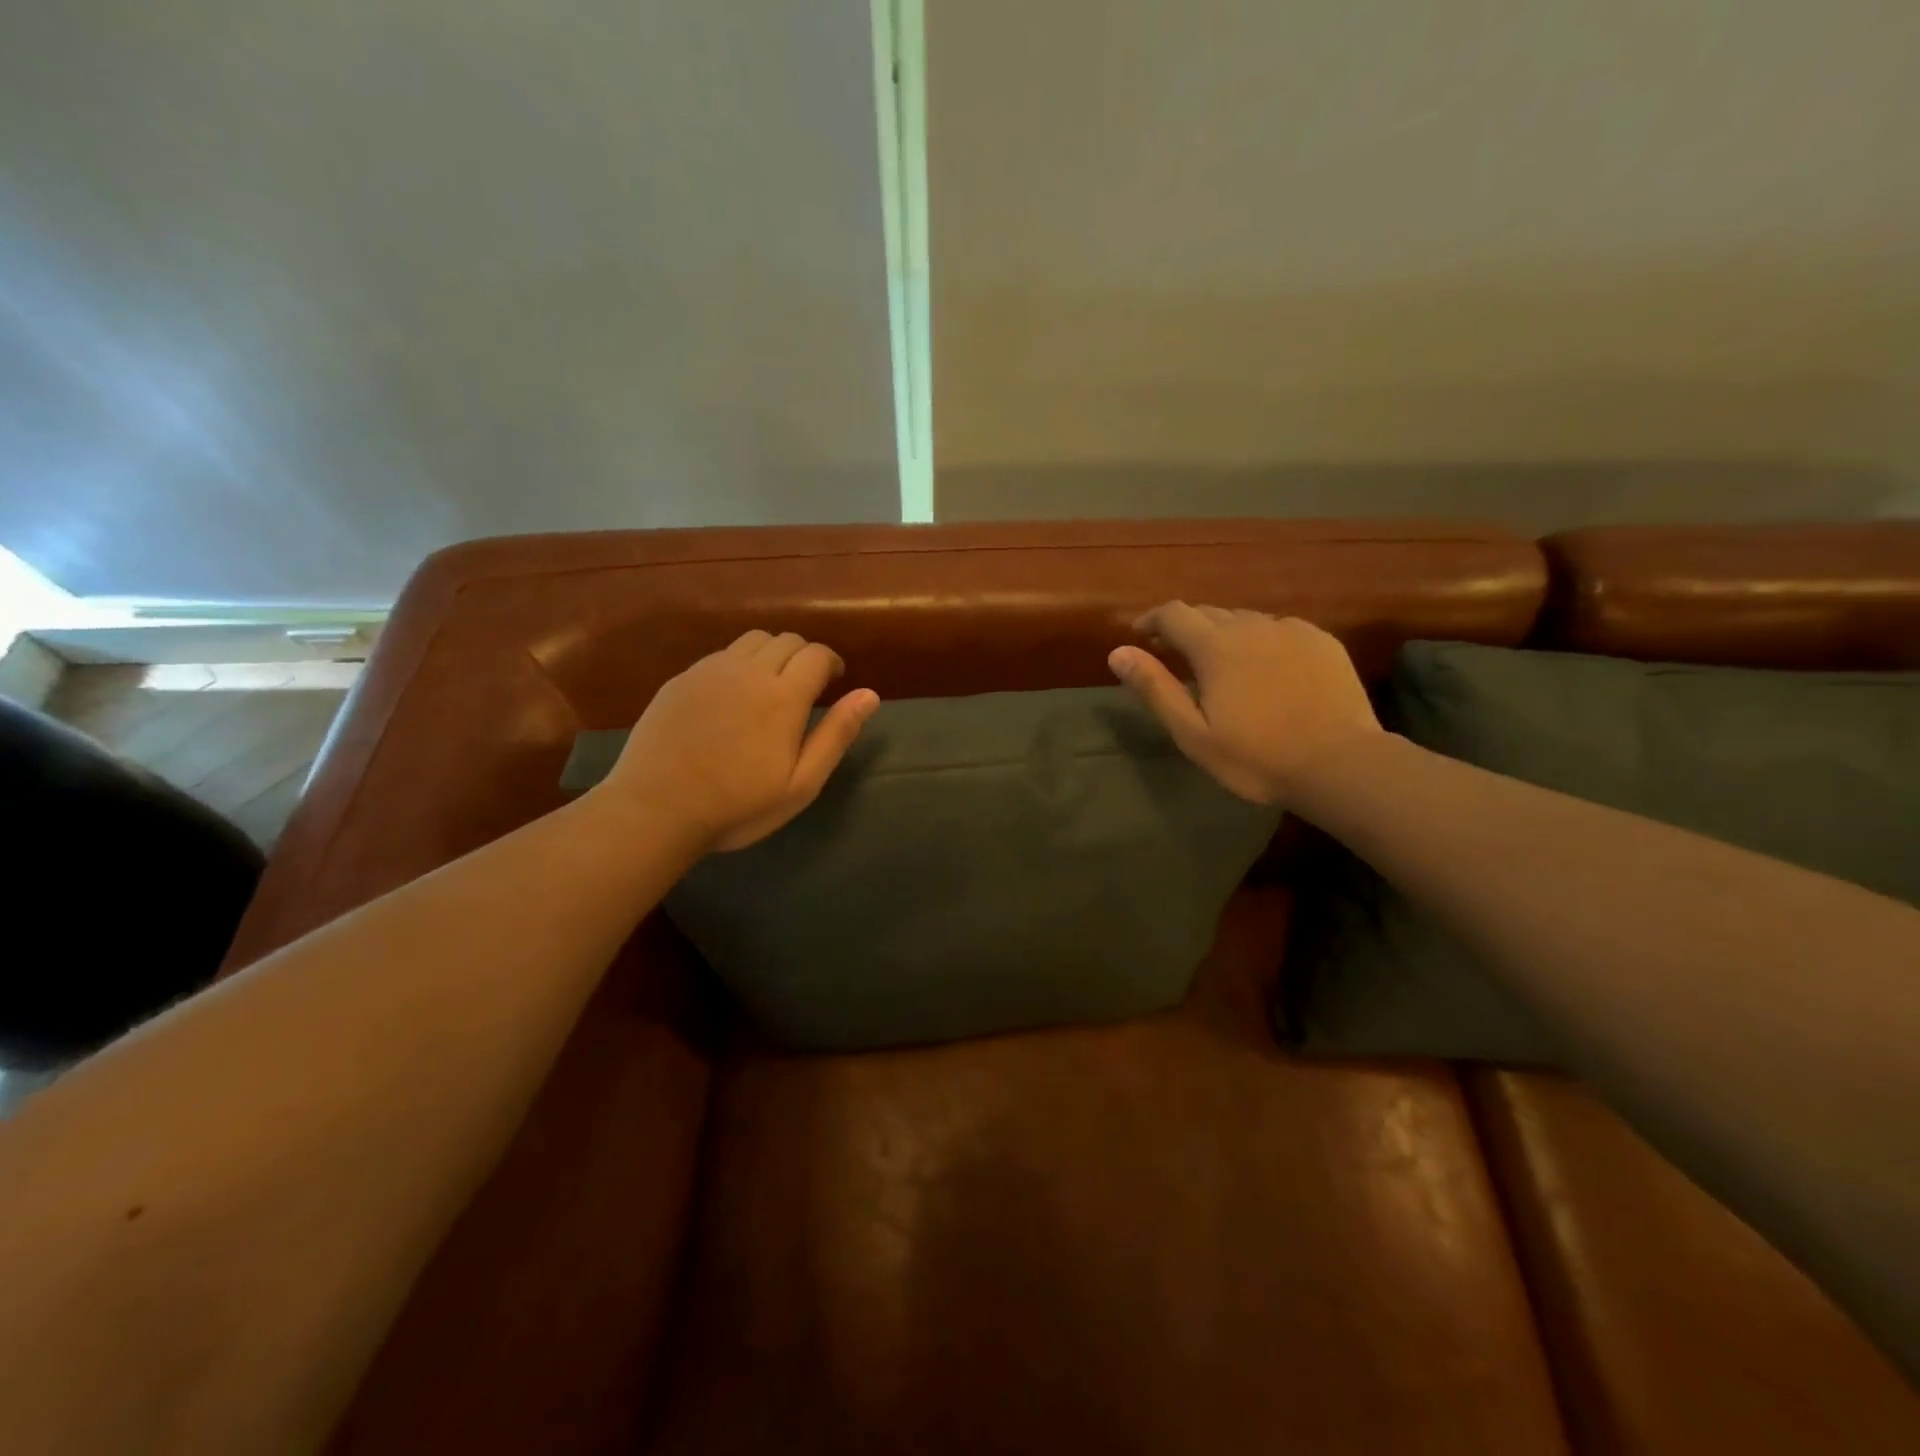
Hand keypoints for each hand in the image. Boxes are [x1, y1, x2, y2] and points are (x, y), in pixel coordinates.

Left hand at [595, 631, 878, 852]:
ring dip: (772, 653)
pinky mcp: (681, 680)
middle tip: (807, 686)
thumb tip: (869, 695)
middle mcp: (748, 671)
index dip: (832, 663)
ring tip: (772, 684)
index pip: (817, 655)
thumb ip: (836, 735)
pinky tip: (733, 695)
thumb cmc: (738, 806)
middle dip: (805, 656)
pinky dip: (739, 663)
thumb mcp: (801, 783)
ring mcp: (709, 671)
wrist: (656, 810)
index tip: (834, 681)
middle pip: (787, 641)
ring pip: (753, 641)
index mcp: (783, 696)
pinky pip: (720, 655)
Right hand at [1108, 603, 1381, 805]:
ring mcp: (1291, 630)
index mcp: (1215, 646)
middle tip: (1176, 654)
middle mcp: (1251, 626)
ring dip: (1224, 633)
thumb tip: (1118, 652)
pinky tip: (1266, 666)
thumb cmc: (1257, 757)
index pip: (1173, 614)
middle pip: (1208, 612)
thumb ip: (1155, 688)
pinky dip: (1261, 639)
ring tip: (1221, 662)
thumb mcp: (1193, 733)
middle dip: (1186, 628)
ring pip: (1245, 619)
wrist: (1341, 764)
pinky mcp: (1322, 641)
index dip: (1151, 619)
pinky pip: (1280, 629)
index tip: (1140, 634)